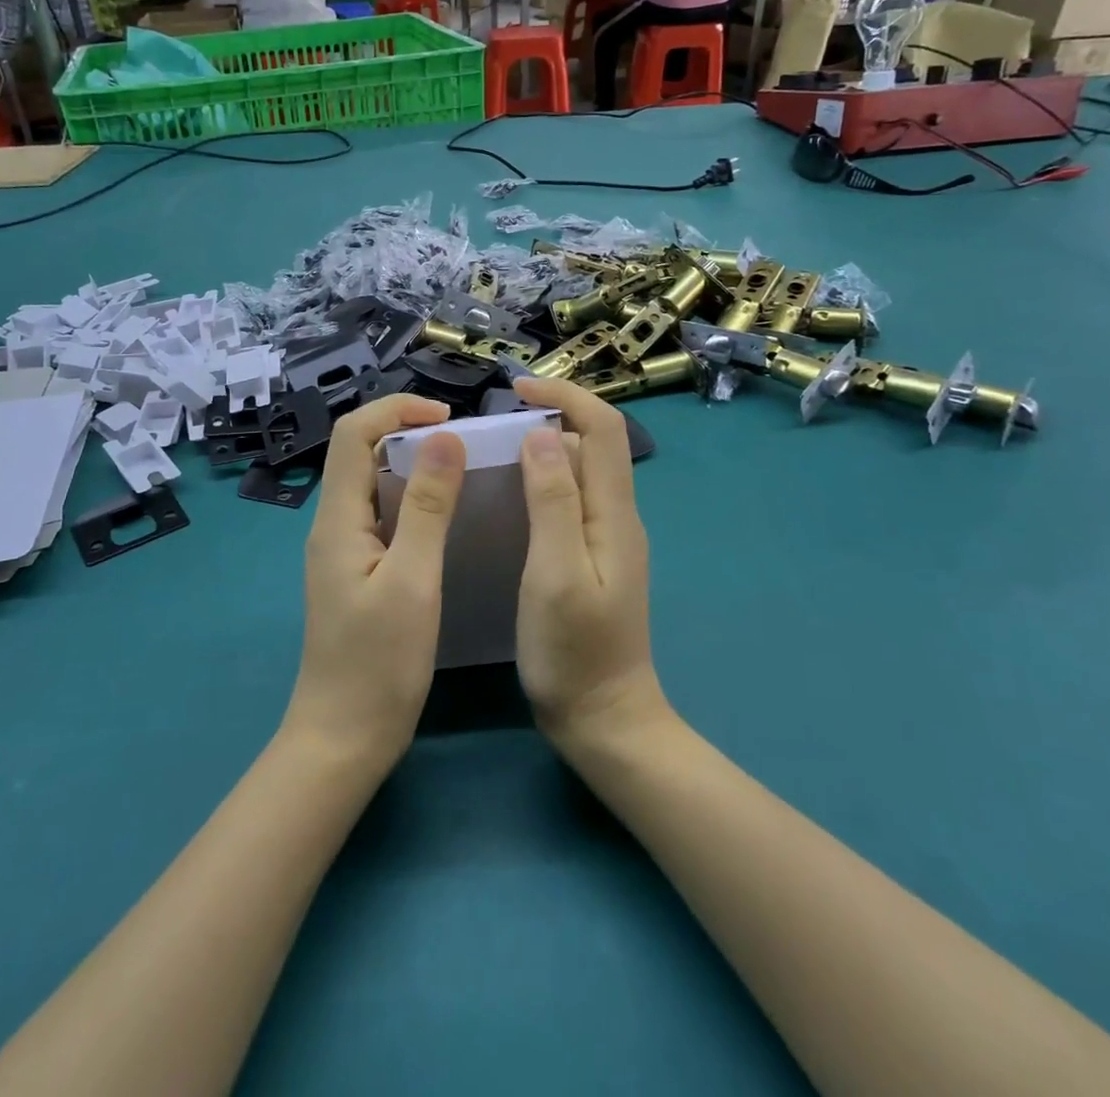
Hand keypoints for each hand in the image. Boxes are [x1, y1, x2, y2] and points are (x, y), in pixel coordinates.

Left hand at [285, 395, 465, 770]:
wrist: (344, 737)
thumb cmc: (379, 664)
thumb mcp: (412, 581)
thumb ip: (427, 507)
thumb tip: (444, 437)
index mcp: (337, 520)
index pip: (353, 434)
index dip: (396, 409)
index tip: (448, 418)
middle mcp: (333, 524)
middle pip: (359, 452)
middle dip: (406, 429)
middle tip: (462, 441)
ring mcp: (343, 548)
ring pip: (371, 482)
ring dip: (411, 463)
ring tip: (461, 467)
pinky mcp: (357, 570)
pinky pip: (380, 513)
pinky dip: (411, 498)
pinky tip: (445, 514)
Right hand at [512, 378, 667, 754]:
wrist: (605, 721)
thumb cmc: (574, 652)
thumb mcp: (556, 573)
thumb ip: (553, 502)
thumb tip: (545, 433)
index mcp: (614, 515)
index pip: (604, 430)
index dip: (566, 397)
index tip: (516, 389)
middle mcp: (617, 518)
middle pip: (593, 446)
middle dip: (551, 419)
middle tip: (493, 426)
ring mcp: (607, 540)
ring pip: (580, 474)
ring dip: (544, 451)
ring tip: (492, 455)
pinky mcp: (592, 560)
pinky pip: (570, 502)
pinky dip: (542, 484)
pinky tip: (509, 501)